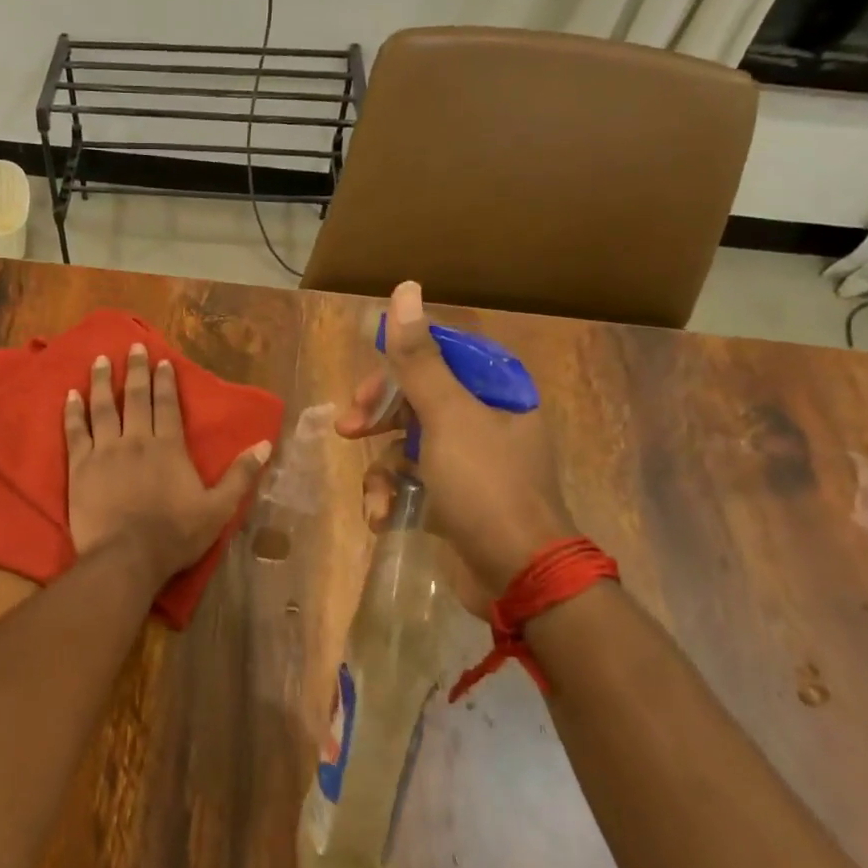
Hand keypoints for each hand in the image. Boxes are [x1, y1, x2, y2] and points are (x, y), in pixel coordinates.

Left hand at [66, 343, 272, 581]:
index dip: (165, 382)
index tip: (161, 360)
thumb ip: (240, 475)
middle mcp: (136, 440)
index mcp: (169, 447)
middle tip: (132, 347)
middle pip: (135, 398)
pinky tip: (69, 395)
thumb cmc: (174, 535)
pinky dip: (72, 412)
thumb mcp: (218, 509)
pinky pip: (75, 432)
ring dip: (101, 382)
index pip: (167, 405)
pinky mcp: (80, 467)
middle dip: (135, 370)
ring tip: (98, 360)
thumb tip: (264, 444)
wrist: (126, 558)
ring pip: (102, 408)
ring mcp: (105, 451)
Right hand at [338, 281, 576, 617]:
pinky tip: (382, 518)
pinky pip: (409, 482)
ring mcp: (467, 462)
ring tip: (375, 497)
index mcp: (495, 392)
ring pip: (405, 444)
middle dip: (379, 416)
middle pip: (416, 399)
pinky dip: (391, 497)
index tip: (367, 383)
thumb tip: (404, 290)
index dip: (398, 365)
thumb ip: (419, 357)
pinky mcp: (452, 498)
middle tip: (349, 428)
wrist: (517, 577)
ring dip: (381, 470)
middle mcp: (484, 421)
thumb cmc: (486, 486)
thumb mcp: (447, 417)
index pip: (440, 355)